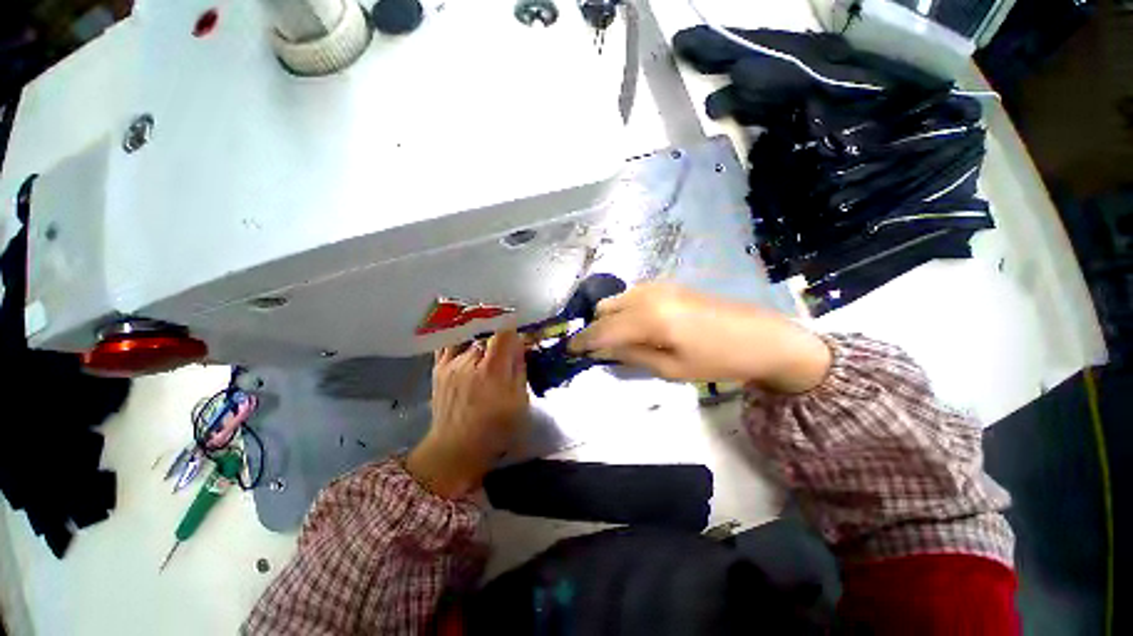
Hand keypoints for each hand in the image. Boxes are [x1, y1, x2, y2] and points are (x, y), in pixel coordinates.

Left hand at [406, 330, 528, 497]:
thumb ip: (519, 370)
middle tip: (506, 347)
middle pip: (487, 335)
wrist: (454, 449)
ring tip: (487, 349)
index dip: (513, 329)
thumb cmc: (494, 429)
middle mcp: (469, 361)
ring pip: (470, 339)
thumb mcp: (519, 402)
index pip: (503, 333)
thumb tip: (519, 345)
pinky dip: (460, 341)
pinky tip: (467, 345)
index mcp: (492, 370)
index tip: (519, 334)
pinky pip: (449, 345)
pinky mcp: (438, 369)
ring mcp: (450, 364)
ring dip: (481, 341)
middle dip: (498, 338)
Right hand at [568, 283, 830, 392]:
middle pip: (604, 309)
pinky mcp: (667, 284)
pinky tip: (640, 327)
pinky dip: (625, 311)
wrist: (761, 336)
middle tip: (601, 351)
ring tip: (622, 341)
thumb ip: (629, 355)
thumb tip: (599, 350)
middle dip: (596, 329)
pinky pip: (632, 295)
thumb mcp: (670, 369)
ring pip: (616, 299)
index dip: (582, 341)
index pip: (602, 329)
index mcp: (648, 318)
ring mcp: (658, 285)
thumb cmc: (717, 360)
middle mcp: (647, 295)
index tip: (569, 351)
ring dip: (611, 319)